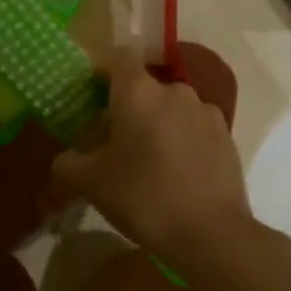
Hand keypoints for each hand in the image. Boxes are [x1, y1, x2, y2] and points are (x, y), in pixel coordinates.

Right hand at [50, 51, 253, 280]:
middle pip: (143, 86)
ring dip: (156, 123)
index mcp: (138, 91)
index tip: (90, 95)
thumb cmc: (144, 197)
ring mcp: (205, 111)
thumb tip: (65, 158)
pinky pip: (193, 127)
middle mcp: (174, 90)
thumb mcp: (90, 183)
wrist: (212, 234)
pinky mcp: (226, 135)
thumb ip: (68, 163)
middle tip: (111, 139)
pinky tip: (175, 172)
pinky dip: (180, 139)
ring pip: (170, 107)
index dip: (101, 70)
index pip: (117, 56)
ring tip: (146, 160)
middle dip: (126, 106)